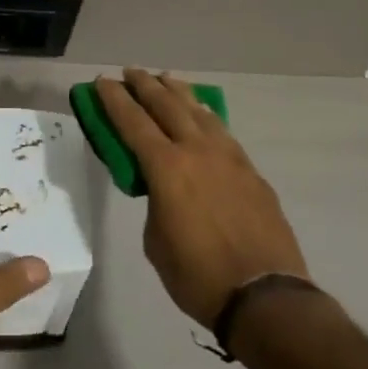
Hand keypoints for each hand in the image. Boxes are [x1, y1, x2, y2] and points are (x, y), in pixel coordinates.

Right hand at [97, 69, 309, 328]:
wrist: (265, 296)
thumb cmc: (198, 276)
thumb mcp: (157, 242)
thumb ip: (156, 203)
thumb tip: (164, 191)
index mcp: (167, 168)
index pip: (132, 122)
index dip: (114, 100)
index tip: (102, 81)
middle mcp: (197, 150)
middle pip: (166, 105)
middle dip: (145, 85)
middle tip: (130, 72)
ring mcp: (228, 157)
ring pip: (199, 111)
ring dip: (178, 92)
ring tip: (166, 79)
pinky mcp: (251, 170)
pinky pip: (222, 131)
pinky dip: (205, 116)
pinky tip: (202, 114)